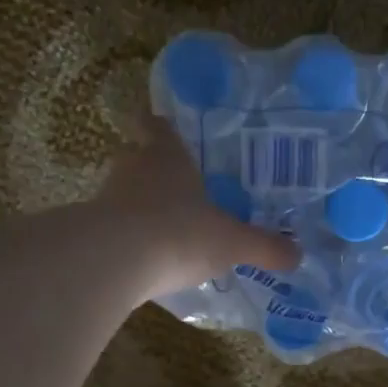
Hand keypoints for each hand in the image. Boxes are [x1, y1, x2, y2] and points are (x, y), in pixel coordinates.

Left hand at [96, 122, 299, 293]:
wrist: (113, 261)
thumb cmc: (180, 233)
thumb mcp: (232, 242)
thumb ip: (264, 247)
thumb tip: (298, 255)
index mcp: (168, 156)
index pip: (158, 125)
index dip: (163, 126)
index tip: (168, 130)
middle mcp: (133, 167)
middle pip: (138, 156)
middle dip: (155, 168)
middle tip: (178, 185)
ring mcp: (106, 197)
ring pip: (123, 191)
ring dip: (139, 204)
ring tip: (163, 226)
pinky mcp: (90, 229)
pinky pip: (112, 226)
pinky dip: (126, 236)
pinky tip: (144, 258)